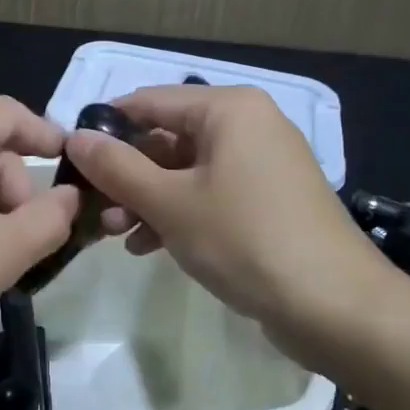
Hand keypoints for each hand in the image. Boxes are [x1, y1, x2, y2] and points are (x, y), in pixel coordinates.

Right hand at [65, 84, 398, 365]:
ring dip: (148, 198)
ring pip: (186, 170)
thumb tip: (75, 137)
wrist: (337, 307)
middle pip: (167, 137)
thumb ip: (117, 167)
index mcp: (228, 109)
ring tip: (119, 235)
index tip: (72, 160)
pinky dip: (179, 212)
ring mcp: (262, 163)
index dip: (106, 129)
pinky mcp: (270, 199)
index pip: (148, 102)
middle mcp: (248, 124)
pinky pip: (211, 192)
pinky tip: (150, 246)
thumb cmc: (245, 240)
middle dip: (128, 175)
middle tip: (97, 211)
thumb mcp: (169, 203)